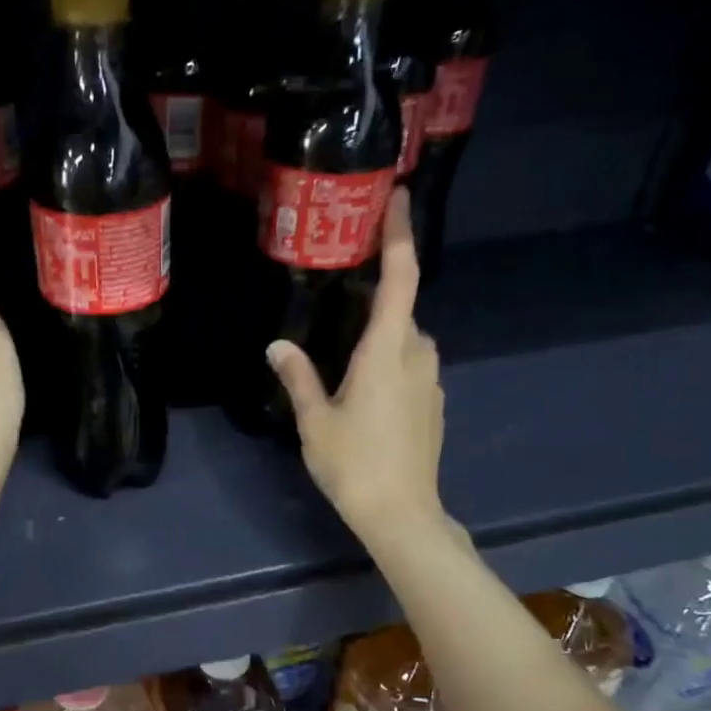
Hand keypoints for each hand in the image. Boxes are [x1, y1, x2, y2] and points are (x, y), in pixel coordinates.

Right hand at [266, 188, 446, 546]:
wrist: (402, 513)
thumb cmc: (354, 463)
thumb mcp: (315, 420)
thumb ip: (299, 377)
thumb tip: (277, 345)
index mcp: (387, 350)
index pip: (401, 277)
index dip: (400, 233)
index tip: (396, 197)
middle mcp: (417, 355)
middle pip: (401, 308)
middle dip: (376, 294)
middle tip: (340, 291)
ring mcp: (431, 380)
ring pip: (405, 339)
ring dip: (379, 334)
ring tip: (342, 353)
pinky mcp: (433, 403)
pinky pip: (410, 365)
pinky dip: (389, 360)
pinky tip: (362, 390)